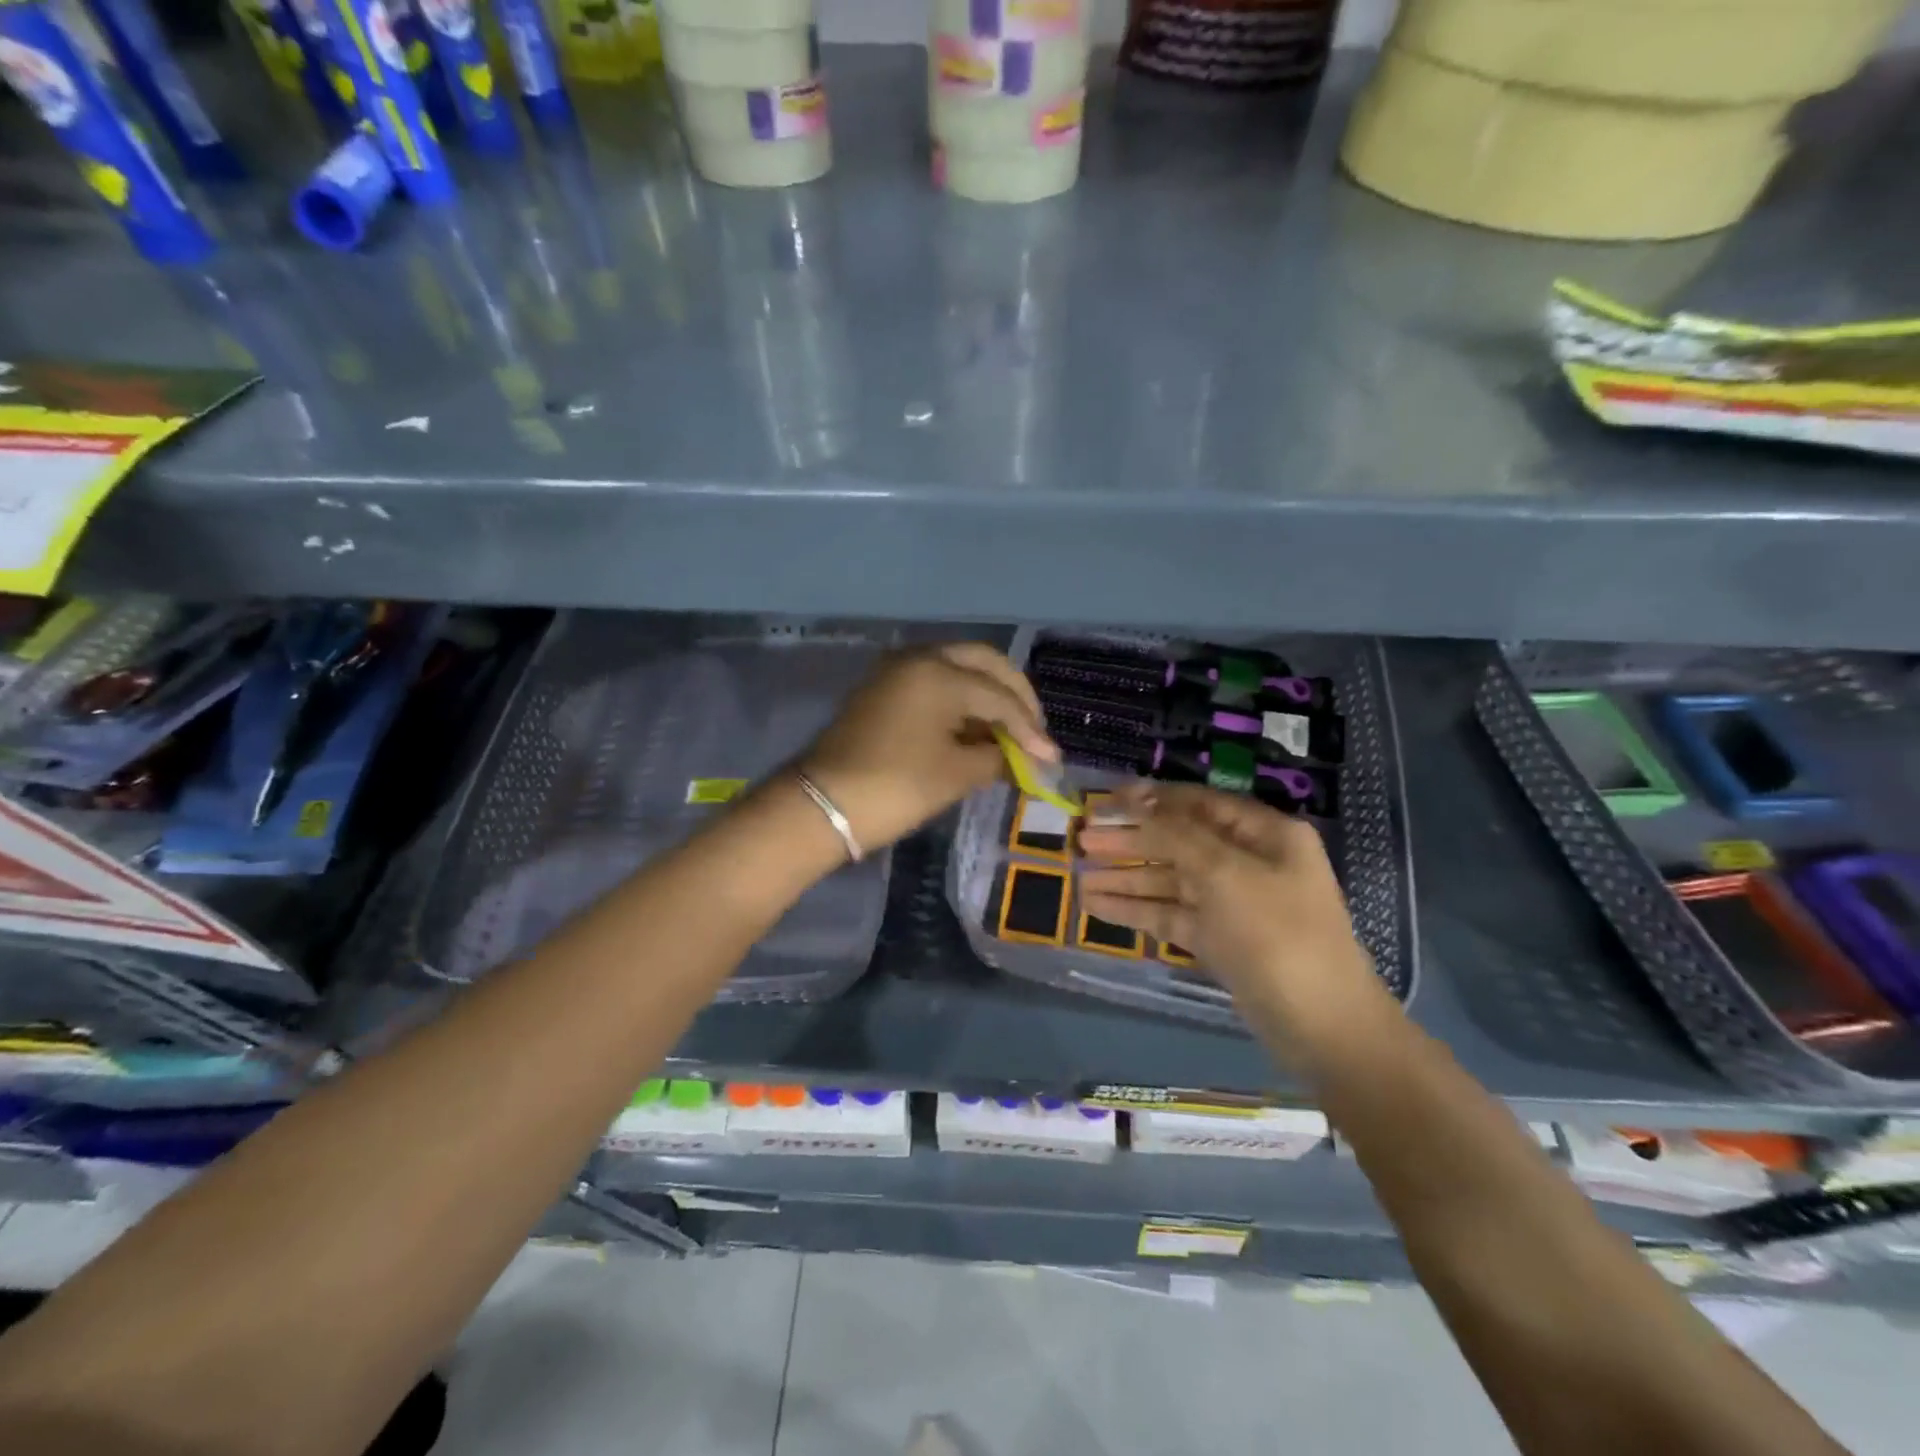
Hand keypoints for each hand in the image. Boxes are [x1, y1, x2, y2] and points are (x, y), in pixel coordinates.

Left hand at [799, 644, 1056, 854]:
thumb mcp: (956, 774)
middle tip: (1034, 729)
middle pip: (983, 663)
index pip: (1000, 696)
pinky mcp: (884, 690)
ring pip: (958, 669)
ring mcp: (897, 672)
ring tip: (1010, 734)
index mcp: (940, 672)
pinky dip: (961, 701)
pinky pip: (935, 683)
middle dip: (1014, 695)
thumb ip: (998, 758)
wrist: (822, 806)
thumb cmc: (896, 787)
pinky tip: (976, 730)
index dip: (1030, 729)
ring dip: (988, 696)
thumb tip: (1026, 759)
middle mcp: (920, 658)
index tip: (1051, 758)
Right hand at [1079, 784, 1379, 1034]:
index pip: (1199, 803)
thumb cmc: (1277, 933)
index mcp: (1264, 835)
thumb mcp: (1225, 873)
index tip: (1105, 801)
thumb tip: (1138, 799)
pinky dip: (1136, 909)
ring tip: (1078, 876)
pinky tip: (1096, 905)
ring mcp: (1232, 903)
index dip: (1151, 799)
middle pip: (1179, 841)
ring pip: (1170, 880)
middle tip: (1082, 840)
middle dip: (1131, 840)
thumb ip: (1176, 835)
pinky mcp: (1218, 939)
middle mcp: (1248, 862)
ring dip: (1126, 877)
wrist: (1321, 1026)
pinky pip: (1171, 914)